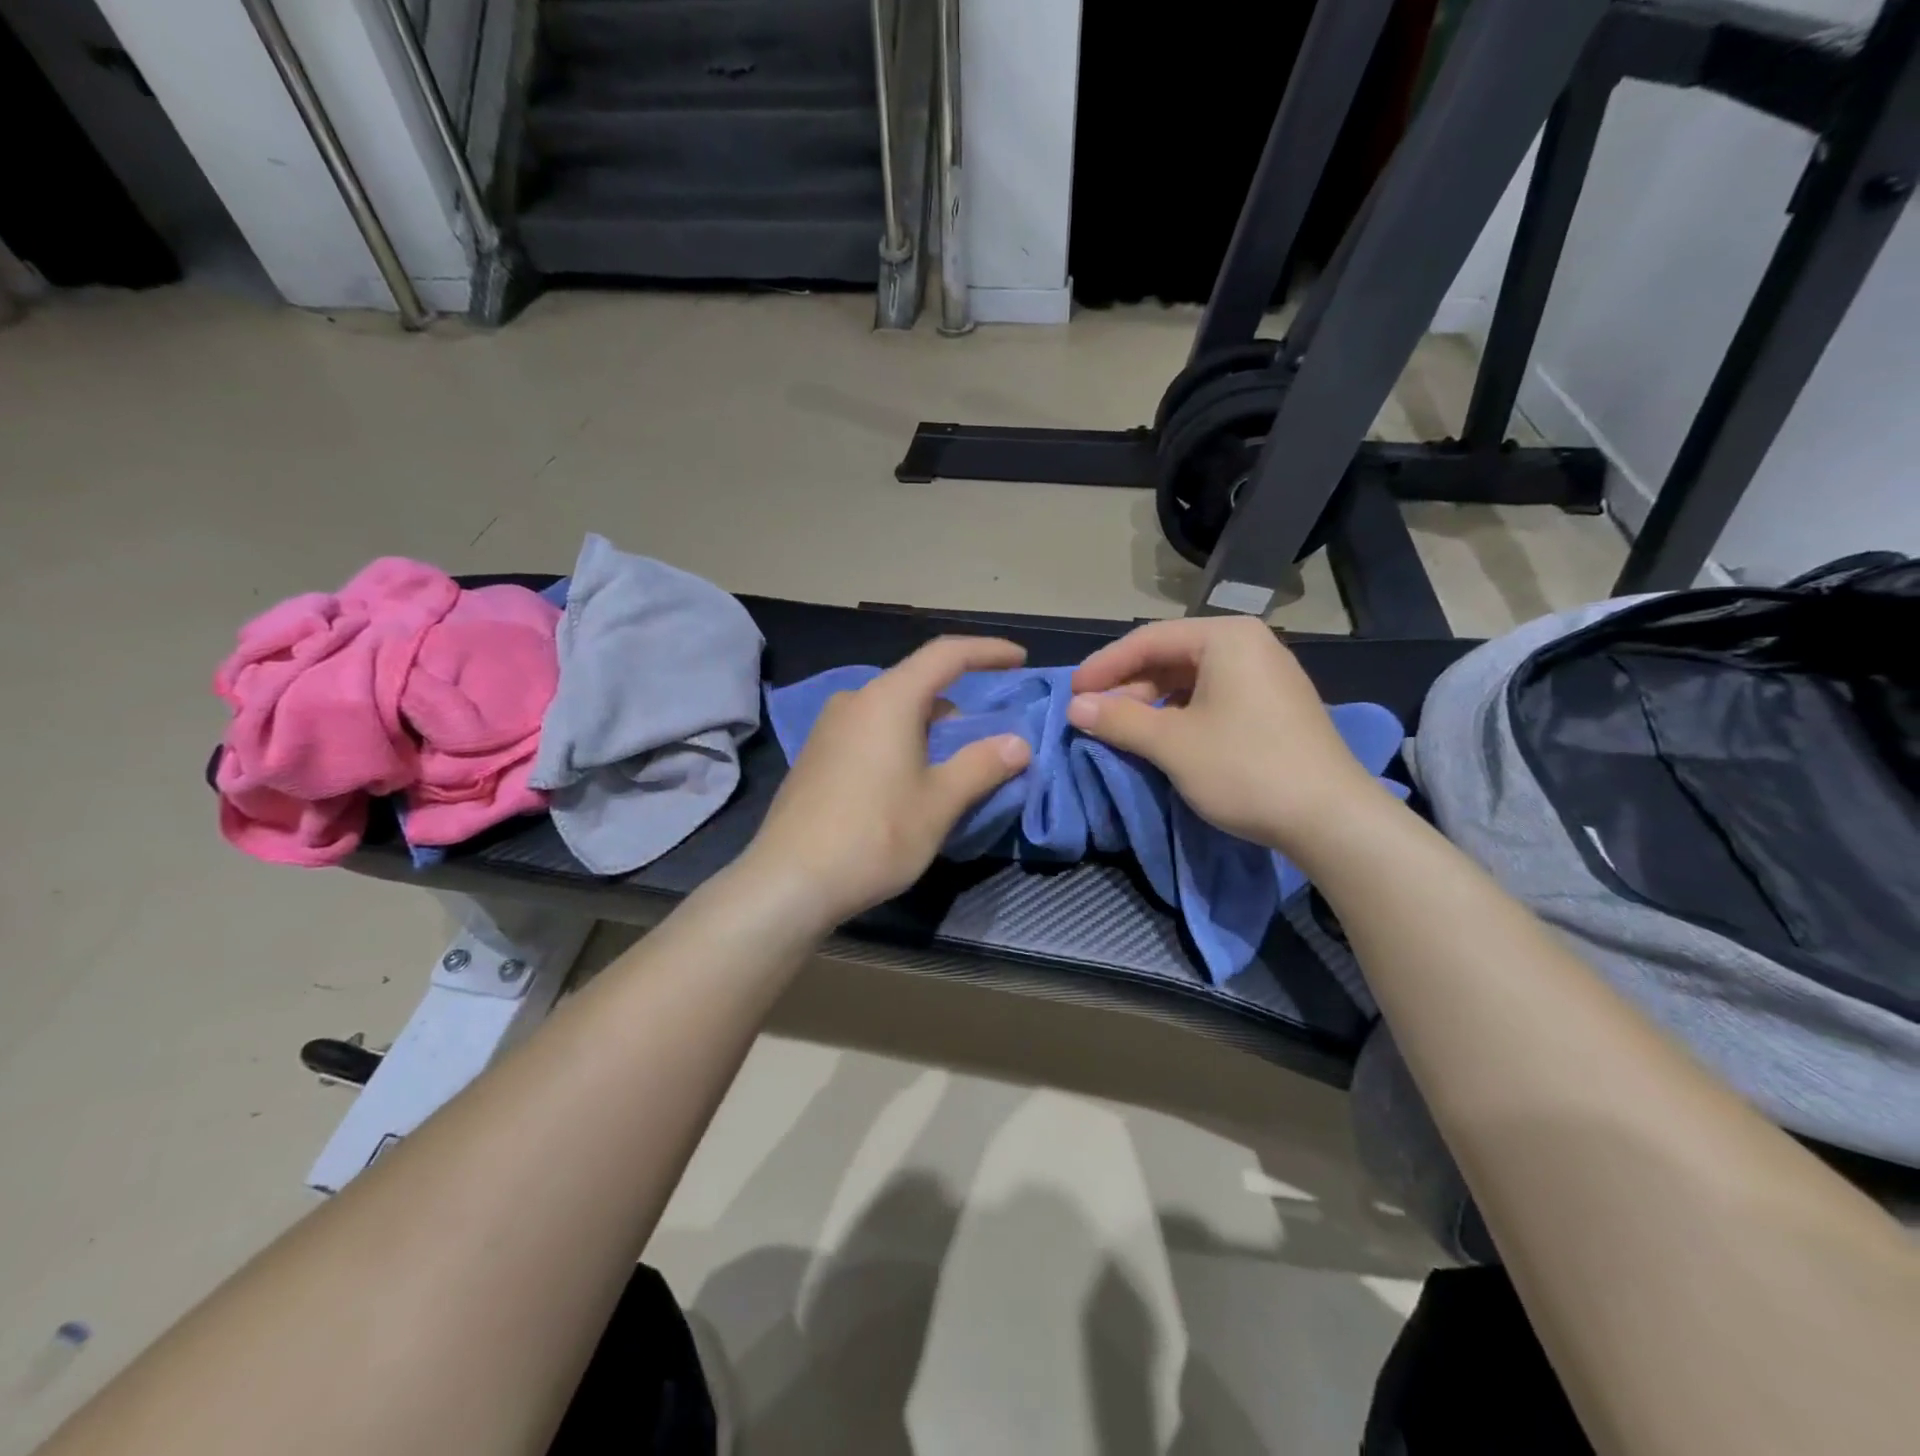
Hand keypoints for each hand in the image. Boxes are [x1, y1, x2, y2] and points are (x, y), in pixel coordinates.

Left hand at [742, 637, 1033, 927]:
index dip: (987, 651)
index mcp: (888, 699)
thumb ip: (982, 765)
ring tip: (952, 768)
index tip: (1020, 658)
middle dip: (959, 705)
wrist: (789, 881)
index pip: (946, 655)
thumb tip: (1017, 743)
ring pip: (893, 711)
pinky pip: (870, 732)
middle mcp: (854, 701)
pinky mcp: (816, 756)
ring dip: (929, 728)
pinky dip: (901, 742)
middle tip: (987, 740)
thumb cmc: (874, 835)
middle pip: (918, 684)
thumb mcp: (939, 803)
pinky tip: (908, 783)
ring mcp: (829, 728)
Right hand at [1067, 617, 1390, 852]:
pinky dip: (1180, 714)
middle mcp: (1249, 645)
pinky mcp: (1273, 706)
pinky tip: (1162, 738)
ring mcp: (1266, 675)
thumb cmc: (1245, 768)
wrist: (1331, 819)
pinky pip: (1213, 697)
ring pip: (1190, 679)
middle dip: (1128, 686)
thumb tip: (1076, 708)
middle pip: (1170, 656)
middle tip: (1095, 716)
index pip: (1148, 639)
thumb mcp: (1172, 743)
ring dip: (1151, 702)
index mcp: (1226, 638)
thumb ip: (1119, 719)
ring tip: (1123, 730)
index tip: (1073, 694)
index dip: (1104, 666)